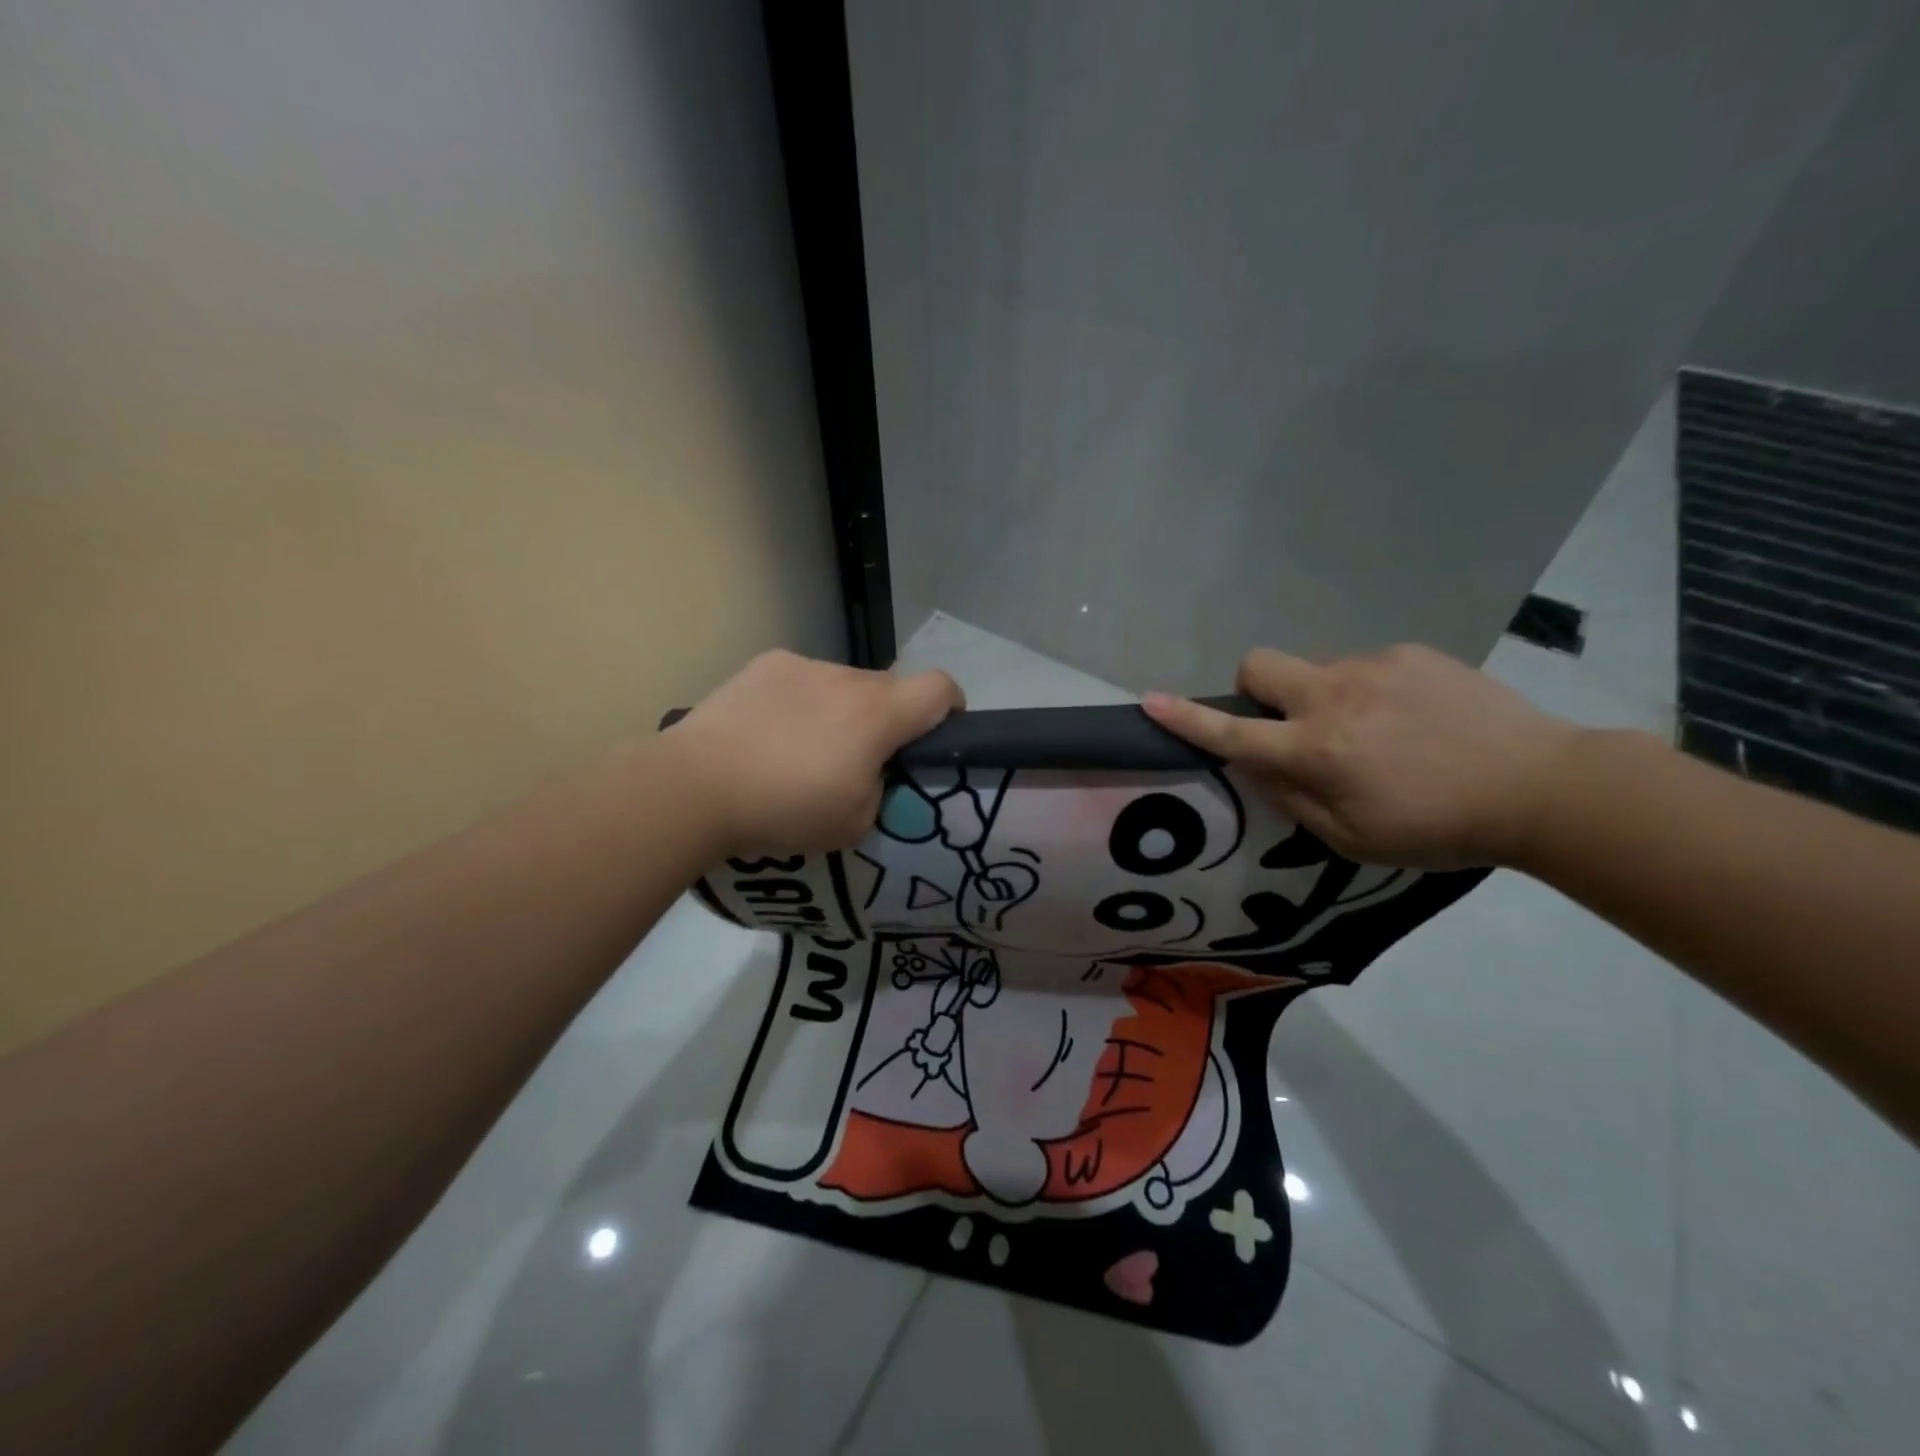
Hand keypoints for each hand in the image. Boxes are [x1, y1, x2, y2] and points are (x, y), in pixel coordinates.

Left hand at [666, 650, 963, 856]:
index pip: (941, 688)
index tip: (934, 738)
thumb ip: (880, 790)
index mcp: (879, 713)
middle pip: (889, 689)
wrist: (694, 786)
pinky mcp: (765, 664)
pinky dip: (799, 702)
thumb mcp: (854, 823)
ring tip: (799, 751)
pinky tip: (766, 733)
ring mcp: (803, 665)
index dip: (950, 709)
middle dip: (886, 721)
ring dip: (839, 711)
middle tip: (855, 762)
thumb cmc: (784, 808)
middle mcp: (848, 677)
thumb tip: (871, 771)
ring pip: (843, 685)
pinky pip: (801, 680)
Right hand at [1142, 645, 1580, 868]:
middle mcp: (1334, 697)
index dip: (1187, 719)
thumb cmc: (1438, 828)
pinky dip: (1370, 691)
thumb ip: (1292, 799)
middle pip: (1260, 664)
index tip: (1150, 701)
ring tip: (1378, 734)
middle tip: (1288, 722)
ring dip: (1324, 698)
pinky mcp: (1414, 653)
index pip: (1233, 731)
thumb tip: (1257, 764)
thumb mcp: (1353, 838)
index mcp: (1317, 750)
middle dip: (1254, 688)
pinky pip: (1366, 667)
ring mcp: (1375, 667)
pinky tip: (1414, 719)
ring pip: (1318, 669)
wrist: (1542, 787)